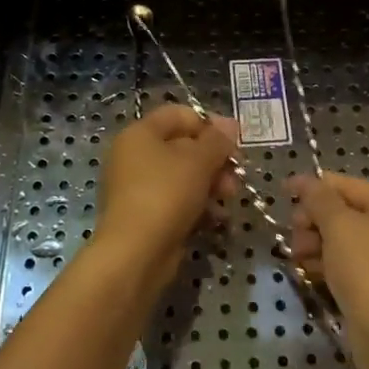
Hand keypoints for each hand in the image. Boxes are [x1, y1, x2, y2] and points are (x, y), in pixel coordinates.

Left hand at [95, 103, 237, 293]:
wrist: (134, 254)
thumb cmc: (166, 194)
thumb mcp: (199, 161)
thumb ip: (217, 140)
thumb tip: (230, 123)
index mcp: (140, 134)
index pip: (179, 114)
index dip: (209, 124)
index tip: (233, 144)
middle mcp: (134, 156)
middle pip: (183, 146)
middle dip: (214, 160)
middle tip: (235, 177)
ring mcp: (137, 188)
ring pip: (182, 176)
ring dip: (210, 184)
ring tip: (228, 199)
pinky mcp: (144, 215)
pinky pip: (175, 201)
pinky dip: (196, 206)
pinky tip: (216, 219)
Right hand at [289, 174, 368, 368]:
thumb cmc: (368, 271)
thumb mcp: (338, 226)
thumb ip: (319, 199)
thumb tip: (304, 180)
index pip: (346, 184)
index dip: (313, 187)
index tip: (282, 193)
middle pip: (346, 212)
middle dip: (314, 220)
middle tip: (294, 236)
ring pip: (346, 240)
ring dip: (317, 243)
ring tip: (297, 257)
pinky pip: (351, 264)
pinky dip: (329, 264)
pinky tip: (308, 271)